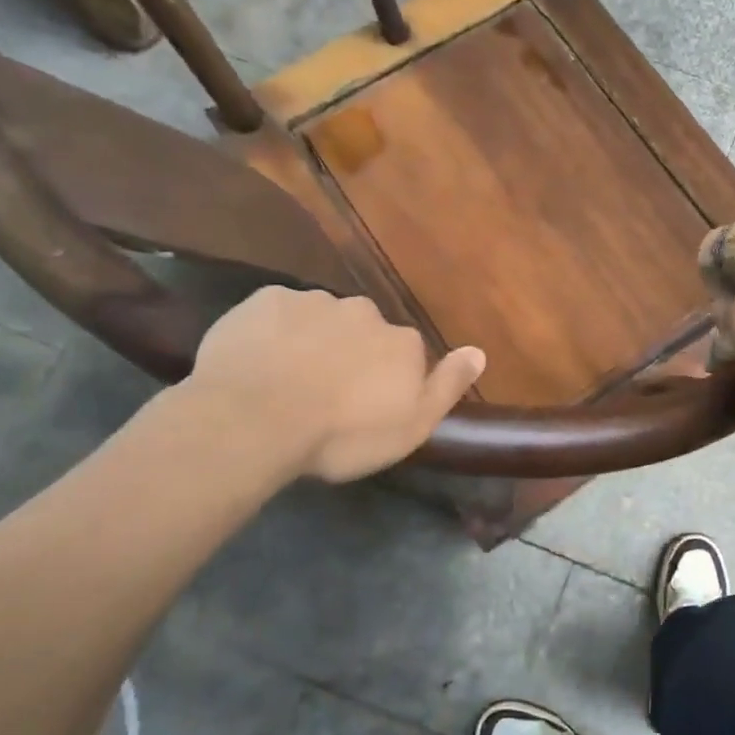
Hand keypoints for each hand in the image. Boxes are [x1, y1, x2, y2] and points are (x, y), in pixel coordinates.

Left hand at [185, 287, 484, 481]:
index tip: (365, 407)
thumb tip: (479, 352)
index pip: (405, 353)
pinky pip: (277, 313)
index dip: (386, 379)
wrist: (255, 419)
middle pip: (363, 331)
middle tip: (325, 394)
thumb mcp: (410, 427)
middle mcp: (365, 312)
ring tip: (286, 381)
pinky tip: (258, 362)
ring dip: (312, 341)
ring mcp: (313, 301)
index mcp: (401, 342)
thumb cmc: (342, 435)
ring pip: (320, 319)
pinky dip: (273, 332)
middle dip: (350, 353)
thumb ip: (447, 387)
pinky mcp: (266, 299)